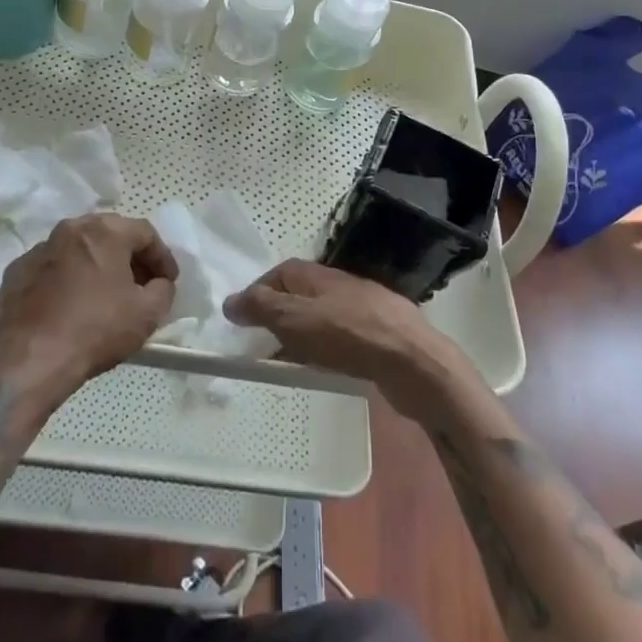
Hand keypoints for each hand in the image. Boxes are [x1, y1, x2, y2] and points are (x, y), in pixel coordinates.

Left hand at [0, 214, 177, 403]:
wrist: (28, 362)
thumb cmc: (96, 329)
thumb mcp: (147, 314)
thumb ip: (163, 290)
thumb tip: (158, 284)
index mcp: (102, 232)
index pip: (144, 233)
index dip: (162, 256)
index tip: (169, 281)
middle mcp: (68, 231)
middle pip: (107, 235)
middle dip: (128, 258)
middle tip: (140, 284)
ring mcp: (35, 253)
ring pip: (75, 252)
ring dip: (93, 268)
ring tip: (103, 297)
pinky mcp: (12, 277)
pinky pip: (48, 274)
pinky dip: (63, 284)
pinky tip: (68, 310)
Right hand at [224, 261, 476, 419]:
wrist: (412, 360)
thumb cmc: (347, 334)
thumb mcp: (294, 319)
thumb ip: (261, 308)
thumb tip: (229, 301)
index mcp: (318, 274)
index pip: (280, 272)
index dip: (258, 290)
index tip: (241, 317)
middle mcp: (340, 285)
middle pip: (301, 294)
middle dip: (278, 314)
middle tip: (258, 342)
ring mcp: (364, 309)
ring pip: (321, 317)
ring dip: (300, 334)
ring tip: (284, 360)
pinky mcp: (379, 337)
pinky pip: (341, 339)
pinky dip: (323, 350)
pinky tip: (322, 369)